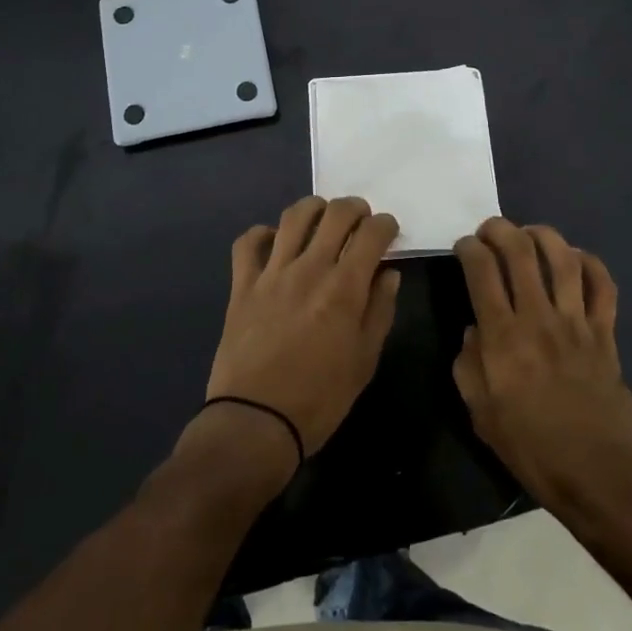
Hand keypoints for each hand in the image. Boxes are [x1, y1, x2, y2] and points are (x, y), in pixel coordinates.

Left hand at [206, 196, 401, 466]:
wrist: (256, 422)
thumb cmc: (320, 398)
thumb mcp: (365, 360)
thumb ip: (380, 310)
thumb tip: (388, 273)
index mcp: (344, 288)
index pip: (371, 234)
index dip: (385, 225)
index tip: (388, 231)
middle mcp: (309, 268)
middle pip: (335, 214)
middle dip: (355, 208)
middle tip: (360, 220)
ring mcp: (272, 273)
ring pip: (293, 217)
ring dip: (314, 208)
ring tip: (322, 218)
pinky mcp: (242, 285)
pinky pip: (248, 243)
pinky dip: (262, 234)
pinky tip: (274, 242)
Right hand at [452, 218, 631, 518]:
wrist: (598, 474)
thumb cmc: (532, 448)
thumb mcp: (481, 414)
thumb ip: (469, 365)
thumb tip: (473, 331)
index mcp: (503, 338)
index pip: (482, 272)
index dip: (469, 249)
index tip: (463, 246)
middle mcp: (539, 319)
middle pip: (520, 253)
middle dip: (500, 229)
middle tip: (490, 228)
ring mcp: (576, 323)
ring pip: (563, 260)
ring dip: (543, 235)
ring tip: (530, 232)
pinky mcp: (605, 334)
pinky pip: (603, 287)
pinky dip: (591, 265)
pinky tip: (577, 258)